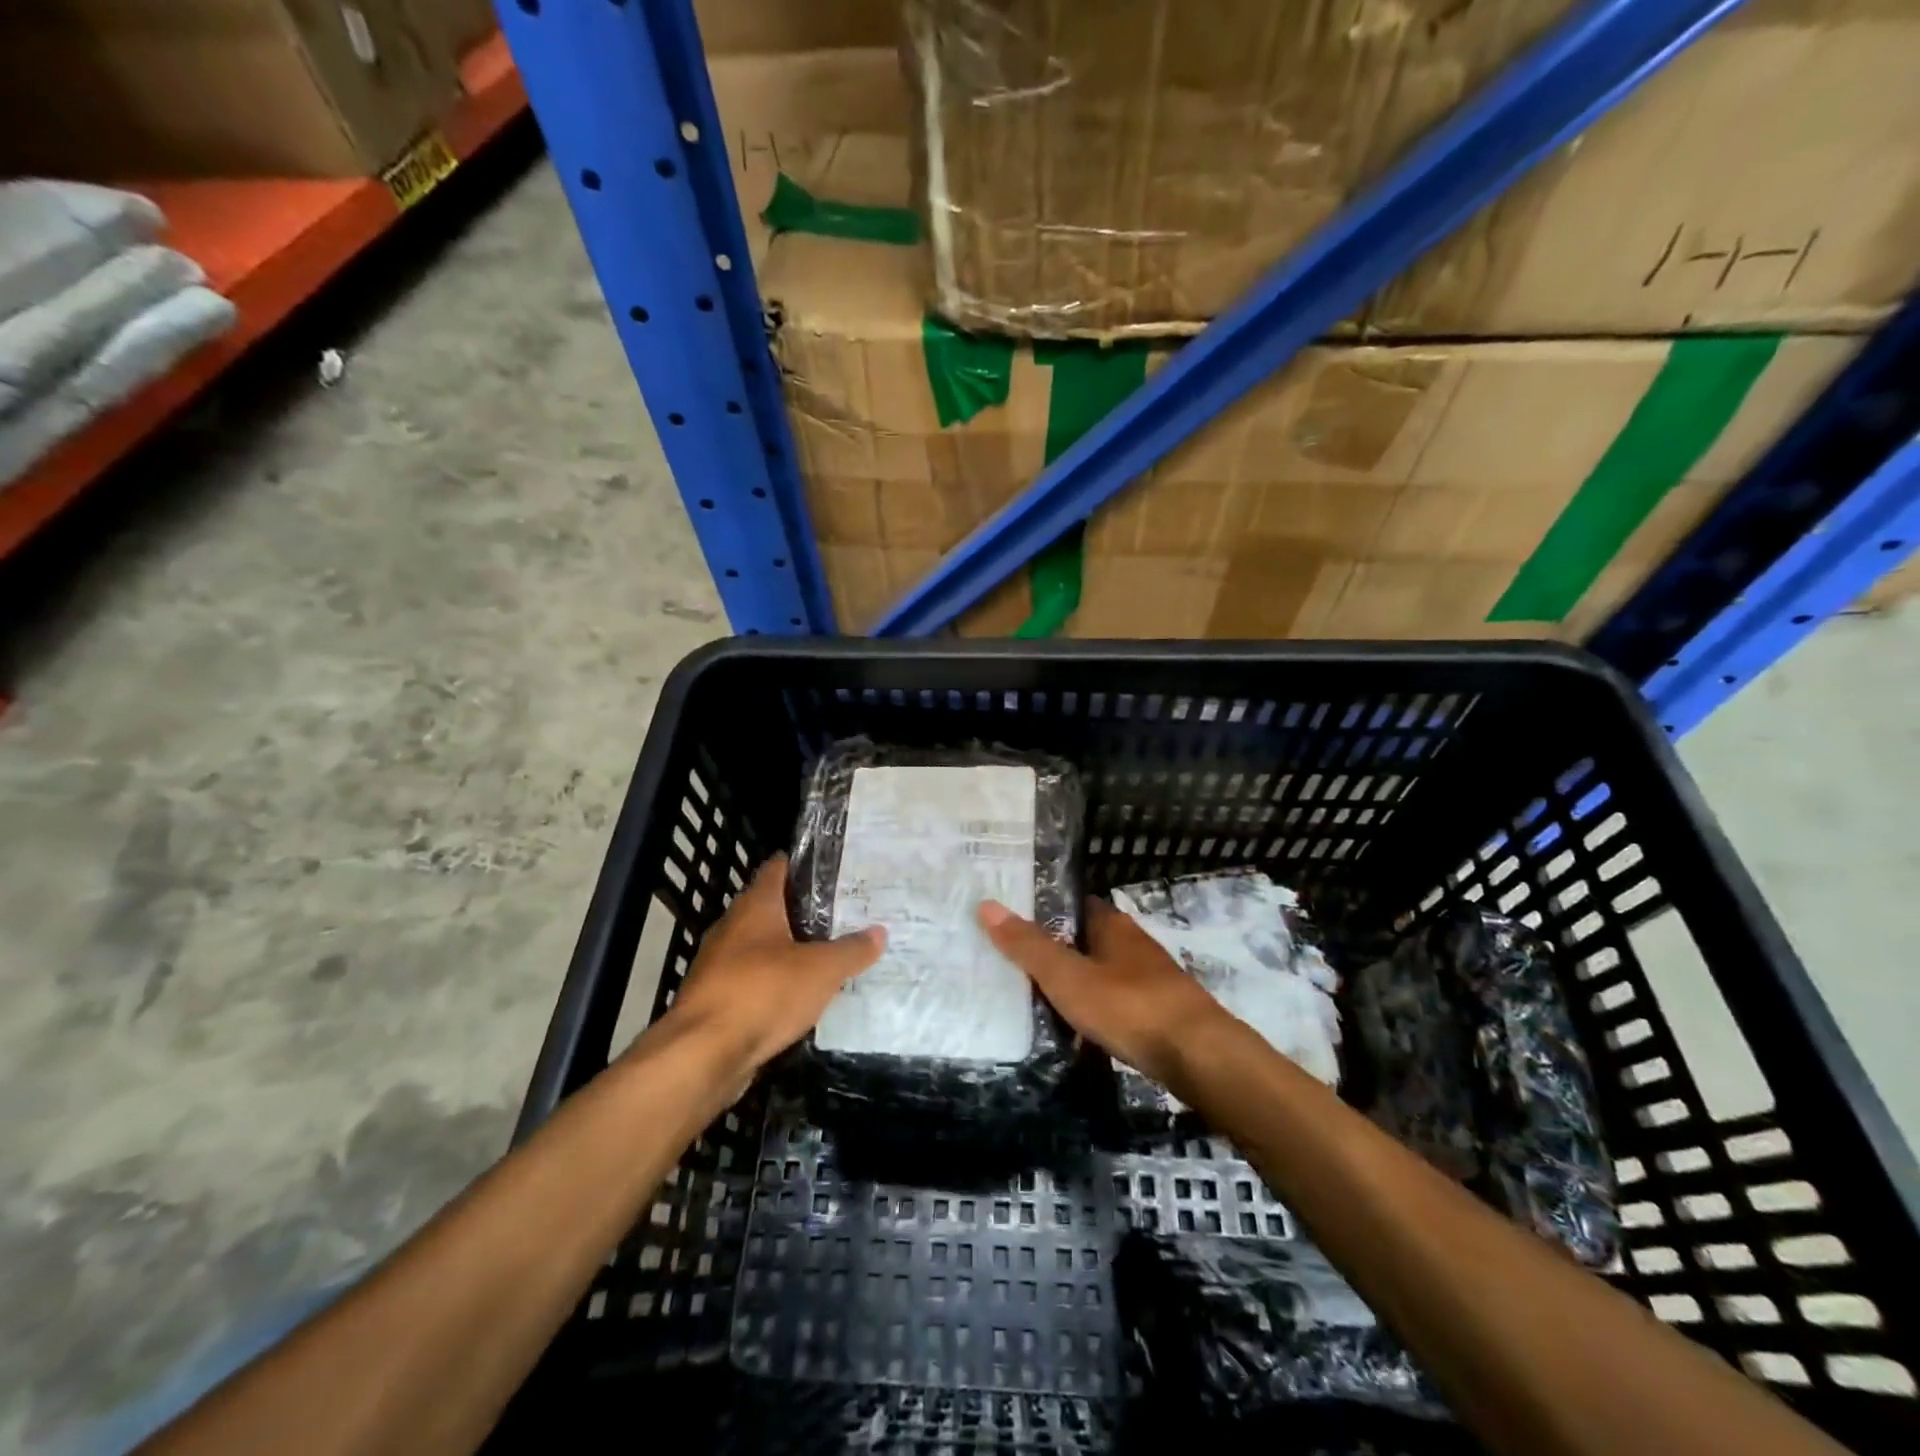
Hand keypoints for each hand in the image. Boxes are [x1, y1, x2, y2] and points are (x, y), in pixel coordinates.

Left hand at [660, 853, 885, 1072]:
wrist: (703, 1055)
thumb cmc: (764, 992)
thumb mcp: (822, 970)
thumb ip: (852, 950)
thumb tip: (880, 932)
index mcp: (756, 906)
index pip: (777, 869)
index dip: (802, 865)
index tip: (830, 869)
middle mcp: (732, 927)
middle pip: (769, 908)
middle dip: (801, 911)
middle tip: (841, 915)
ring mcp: (719, 965)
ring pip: (760, 947)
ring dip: (787, 950)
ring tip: (826, 955)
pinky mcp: (715, 999)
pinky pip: (752, 980)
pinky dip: (774, 983)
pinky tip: (799, 996)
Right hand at [979, 896, 1227, 1088]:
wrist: (1200, 1056)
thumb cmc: (1128, 1006)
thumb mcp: (1068, 976)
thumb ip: (1028, 946)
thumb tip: (987, 905)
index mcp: (1112, 925)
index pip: (1073, 904)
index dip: (1043, 909)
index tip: (1011, 919)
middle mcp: (1133, 944)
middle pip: (1086, 939)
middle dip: (1056, 949)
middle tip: (1014, 961)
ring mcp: (1150, 979)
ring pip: (1102, 972)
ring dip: (1076, 982)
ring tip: (1036, 997)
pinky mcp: (1160, 1013)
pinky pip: (1116, 1003)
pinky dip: (1096, 1010)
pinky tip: (1078, 1030)